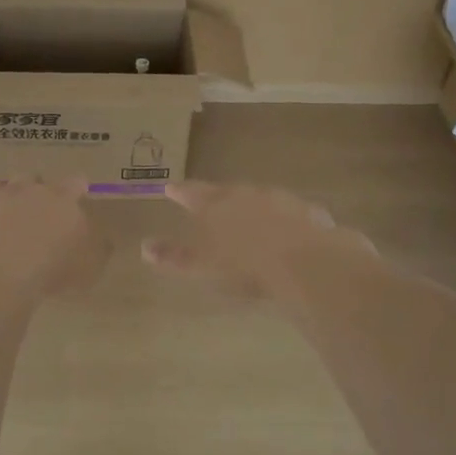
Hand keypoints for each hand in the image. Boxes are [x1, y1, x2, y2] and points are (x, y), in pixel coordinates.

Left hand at [0, 177, 109, 298]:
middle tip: (33, 210)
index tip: (77, 193)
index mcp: (59, 199)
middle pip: (29, 179)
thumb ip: (97, 250)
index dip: (75, 188)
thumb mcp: (88, 268)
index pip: (73, 184)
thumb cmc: (49, 271)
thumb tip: (102, 241)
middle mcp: (22, 190)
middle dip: (32, 190)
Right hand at [142, 181, 376, 300]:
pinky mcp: (311, 214)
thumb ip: (174, 257)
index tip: (170, 187)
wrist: (308, 265)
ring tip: (250, 218)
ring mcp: (283, 201)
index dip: (181, 192)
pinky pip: (292, 215)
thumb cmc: (246, 266)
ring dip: (254, 206)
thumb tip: (144, 247)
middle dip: (219, 196)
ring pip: (262, 199)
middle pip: (229, 191)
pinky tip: (288, 234)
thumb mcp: (203, 267)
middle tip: (212, 201)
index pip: (192, 193)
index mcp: (218, 204)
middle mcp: (249, 194)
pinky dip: (285, 221)